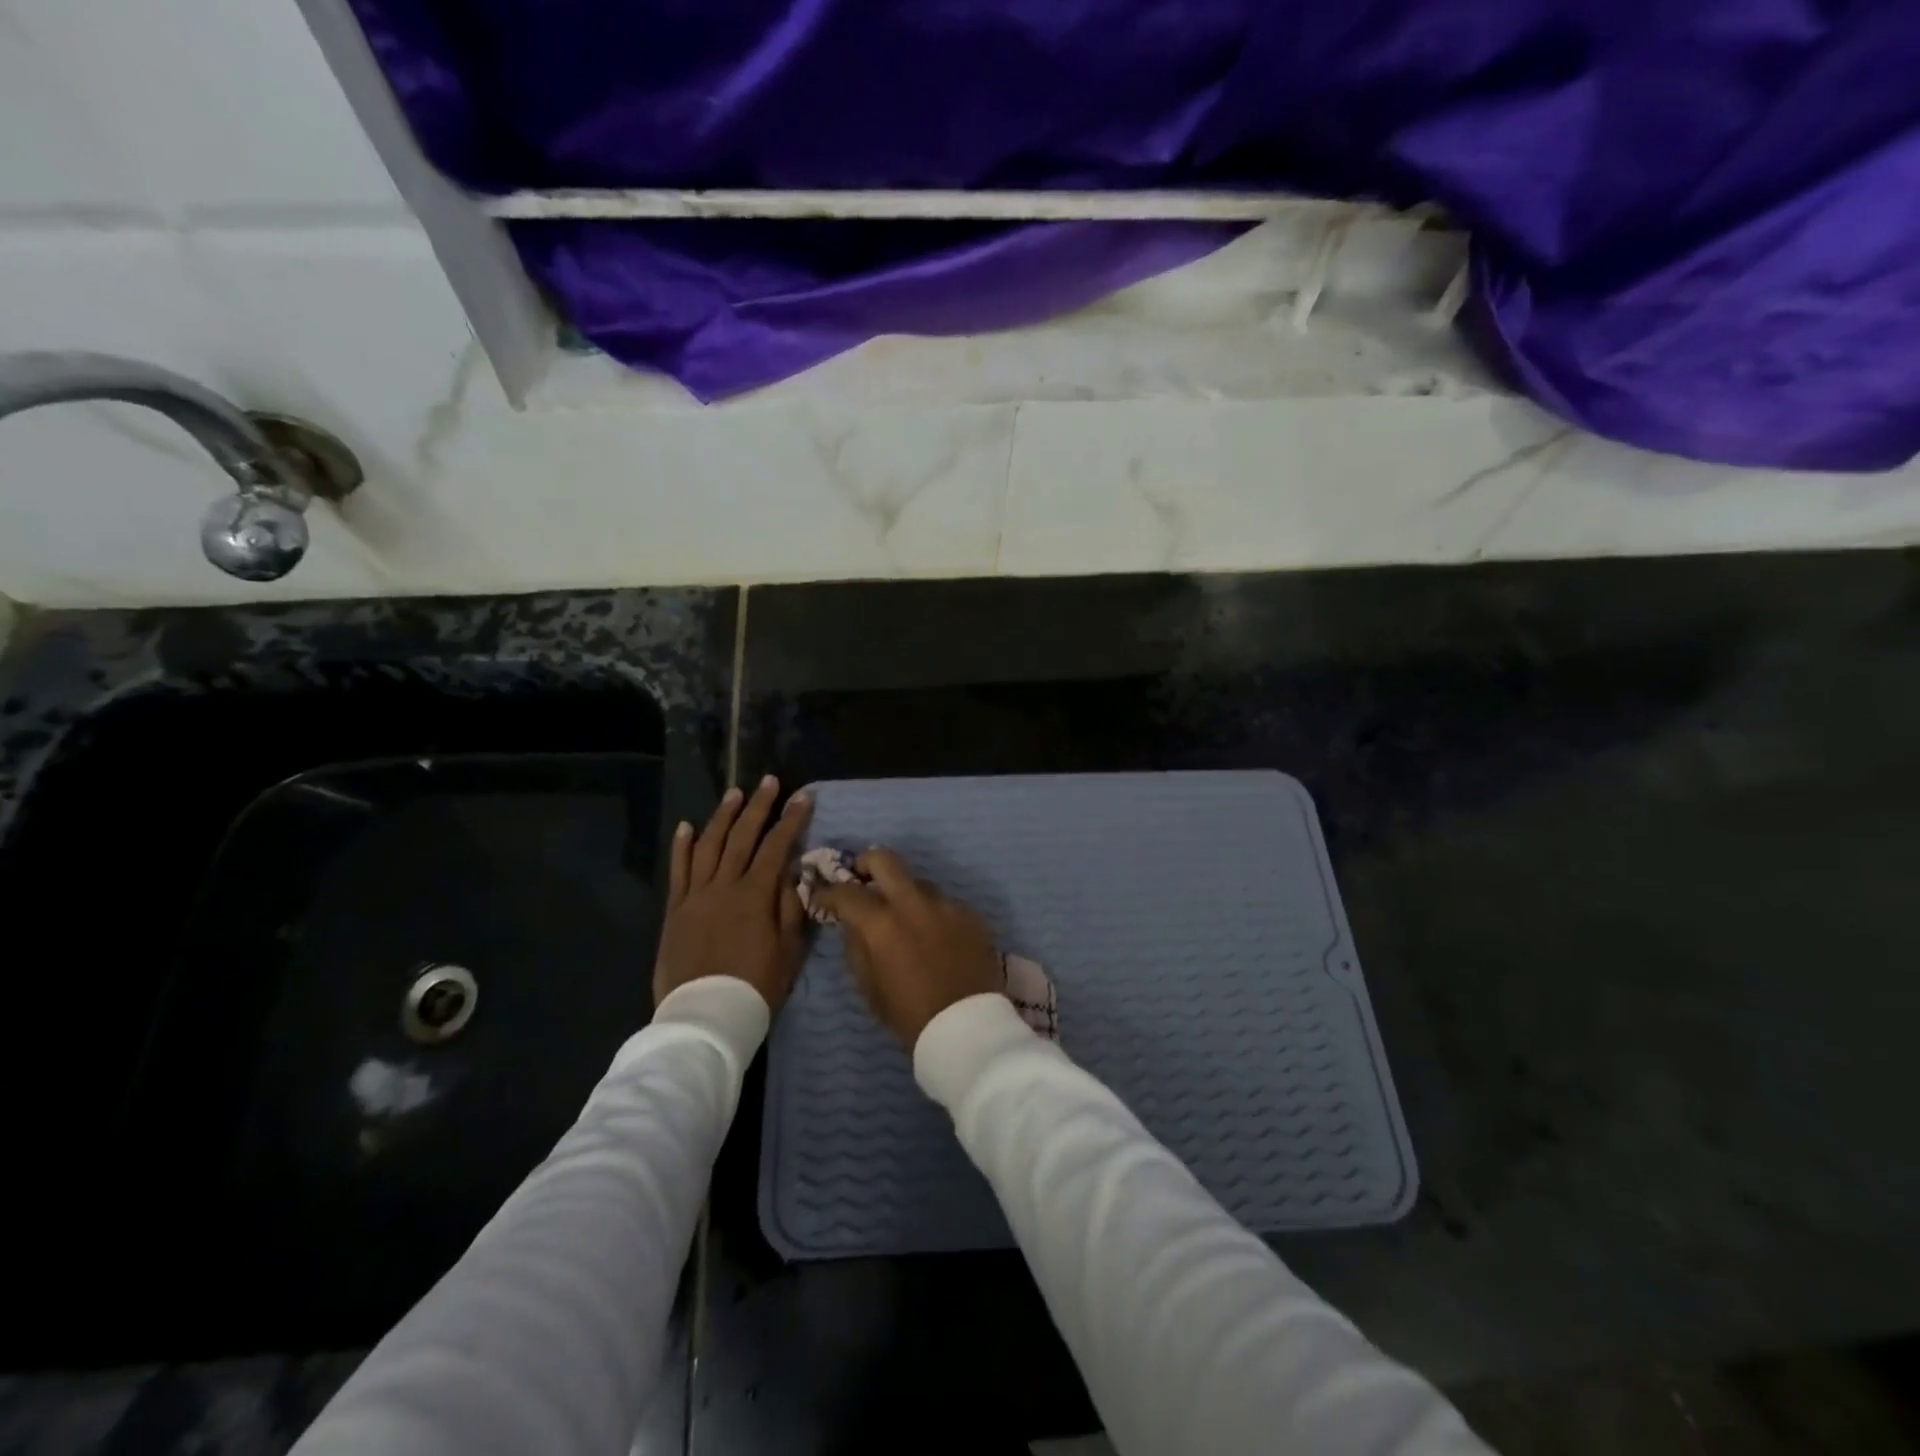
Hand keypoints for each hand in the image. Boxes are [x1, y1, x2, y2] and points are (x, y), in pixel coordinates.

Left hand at [653, 776, 812, 1011]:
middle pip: (742, 836)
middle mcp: (724, 886)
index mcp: (755, 895)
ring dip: (722, 816)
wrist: (705, 1018)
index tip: (803, 796)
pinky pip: (678, 870)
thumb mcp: (789, 950)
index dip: (792, 819)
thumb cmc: (755, 986)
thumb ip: (791, 907)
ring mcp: (695, 895)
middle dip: (758, 806)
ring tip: (734, 793)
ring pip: (708, 845)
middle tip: (769, 781)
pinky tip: (687, 826)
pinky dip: (682, 845)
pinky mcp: (675, 910)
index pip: (777, 846)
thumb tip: (793, 872)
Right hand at [812, 848, 1003, 1048]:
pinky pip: (944, 904)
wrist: (967, 1028)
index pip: (847, 892)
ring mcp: (947, 904)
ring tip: (904, 918)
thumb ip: (857, 946)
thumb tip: (853, 923)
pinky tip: (935, 937)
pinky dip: (932, 914)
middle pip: (885, 859)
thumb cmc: (910, 1015)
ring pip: (919, 882)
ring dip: (904, 893)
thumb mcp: (870, 987)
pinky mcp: (971, 914)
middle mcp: (914, 903)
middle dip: (866, 864)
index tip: (822, 897)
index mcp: (883, 923)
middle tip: (860, 878)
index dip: (828, 892)